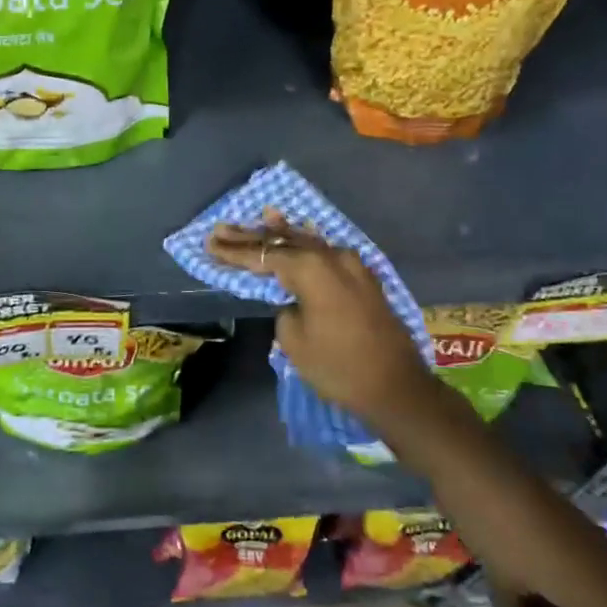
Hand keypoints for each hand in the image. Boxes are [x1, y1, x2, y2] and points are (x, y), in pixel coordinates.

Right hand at [207, 208, 428, 422]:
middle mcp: (332, 257)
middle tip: (221, 228)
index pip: (263, 254)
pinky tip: (296, 234)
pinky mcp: (363, 278)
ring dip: (279, 235)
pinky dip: (305, 245)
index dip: (234, 251)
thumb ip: (284, 307)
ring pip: (306, 242)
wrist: (397, 387)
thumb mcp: (294, 339)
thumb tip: (291, 298)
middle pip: (283, 241)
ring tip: (256, 219)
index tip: (209, 242)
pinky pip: (325, 252)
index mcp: (311, 268)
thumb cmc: (338, 366)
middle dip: (251, 237)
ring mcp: (352, 265)